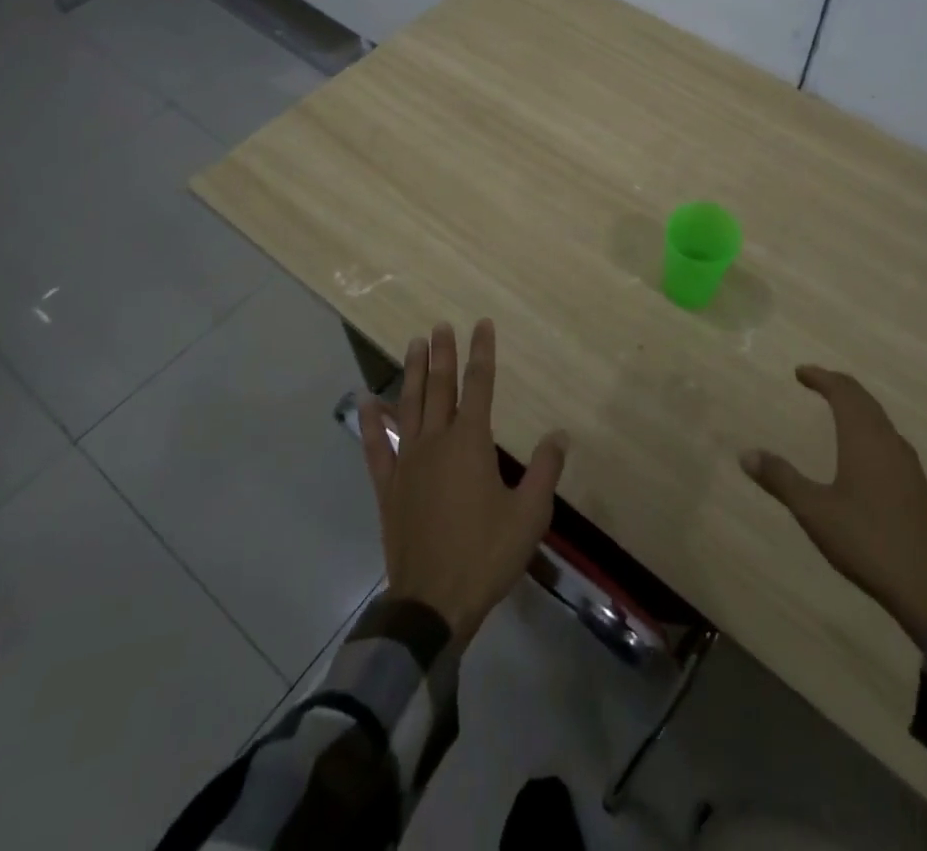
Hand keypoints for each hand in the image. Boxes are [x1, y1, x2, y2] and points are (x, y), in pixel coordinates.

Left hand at [359, 319, 567, 647]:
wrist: (433, 602)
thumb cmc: (486, 554)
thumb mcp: (529, 515)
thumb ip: (545, 470)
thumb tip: (560, 434)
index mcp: (471, 442)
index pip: (479, 385)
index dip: (482, 352)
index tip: (481, 325)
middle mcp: (437, 441)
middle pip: (440, 387)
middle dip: (443, 354)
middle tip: (440, 325)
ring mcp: (408, 462)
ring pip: (409, 406)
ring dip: (412, 374)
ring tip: (414, 345)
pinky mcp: (388, 487)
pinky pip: (377, 447)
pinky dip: (371, 422)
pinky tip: (366, 402)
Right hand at [742, 365, 926, 642]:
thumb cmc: (868, 541)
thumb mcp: (815, 511)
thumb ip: (781, 480)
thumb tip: (746, 454)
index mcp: (865, 439)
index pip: (844, 392)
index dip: (822, 377)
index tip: (800, 372)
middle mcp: (889, 442)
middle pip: (865, 401)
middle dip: (839, 387)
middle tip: (816, 381)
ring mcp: (908, 465)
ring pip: (880, 420)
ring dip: (857, 407)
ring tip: (836, 408)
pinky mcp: (917, 487)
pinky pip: (889, 439)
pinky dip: (869, 428)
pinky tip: (864, 451)